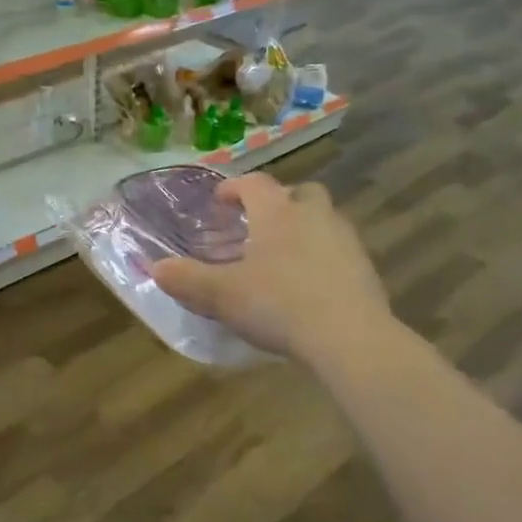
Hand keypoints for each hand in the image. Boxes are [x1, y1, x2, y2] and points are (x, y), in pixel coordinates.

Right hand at [149, 175, 388, 362]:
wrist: (349, 337)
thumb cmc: (278, 304)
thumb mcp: (221, 295)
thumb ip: (187, 279)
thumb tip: (156, 268)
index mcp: (277, 212)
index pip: (254, 184)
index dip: (234, 188)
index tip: (220, 200)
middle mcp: (314, 215)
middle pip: (298, 193)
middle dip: (278, 203)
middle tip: (258, 224)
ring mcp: (345, 240)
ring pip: (322, 220)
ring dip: (303, 229)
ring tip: (282, 257)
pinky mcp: (365, 268)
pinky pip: (338, 251)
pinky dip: (322, 258)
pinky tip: (309, 285)